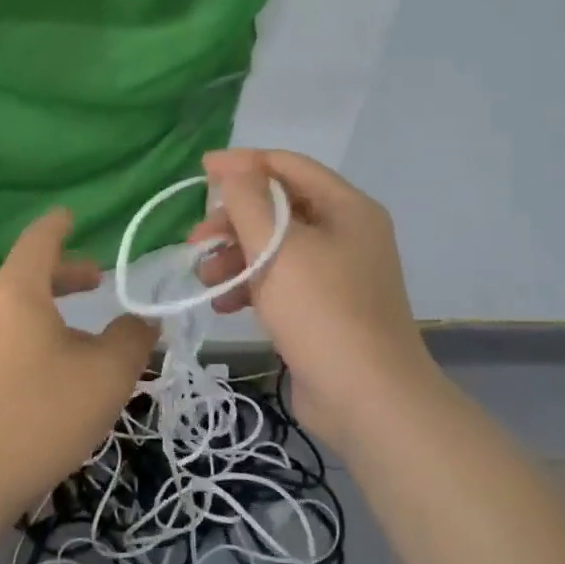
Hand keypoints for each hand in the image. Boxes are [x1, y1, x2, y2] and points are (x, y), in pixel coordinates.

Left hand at [0, 208, 158, 518]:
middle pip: (29, 275)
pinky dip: (42, 338)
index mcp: (19, 291)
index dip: (58, 224)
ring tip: (91, 334)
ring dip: (56, 312)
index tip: (72, 215)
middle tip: (98, 278)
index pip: (38, 240)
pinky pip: (13, 341)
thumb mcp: (106, 374)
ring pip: (22, 312)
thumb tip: (143, 322)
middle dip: (66, 273)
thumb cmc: (40, 410)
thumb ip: (132, 339)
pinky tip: (65, 374)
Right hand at [193, 149, 436, 445]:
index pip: (288, 166)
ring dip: (236, 255)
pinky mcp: (325, 307)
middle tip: (196, 240)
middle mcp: (346, 232)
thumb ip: (250, 200)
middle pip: (279, 207)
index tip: (201, 171)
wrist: (368, 399)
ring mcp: (338, 272)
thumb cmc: (322, 312)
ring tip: (205, 276)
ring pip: (275, 246)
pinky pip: (281, 279)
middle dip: (233, 220)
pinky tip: (225, 304)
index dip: (242, 164)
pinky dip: (251, 284)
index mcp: (346, 208)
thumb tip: (234, 166)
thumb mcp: (278, 248)